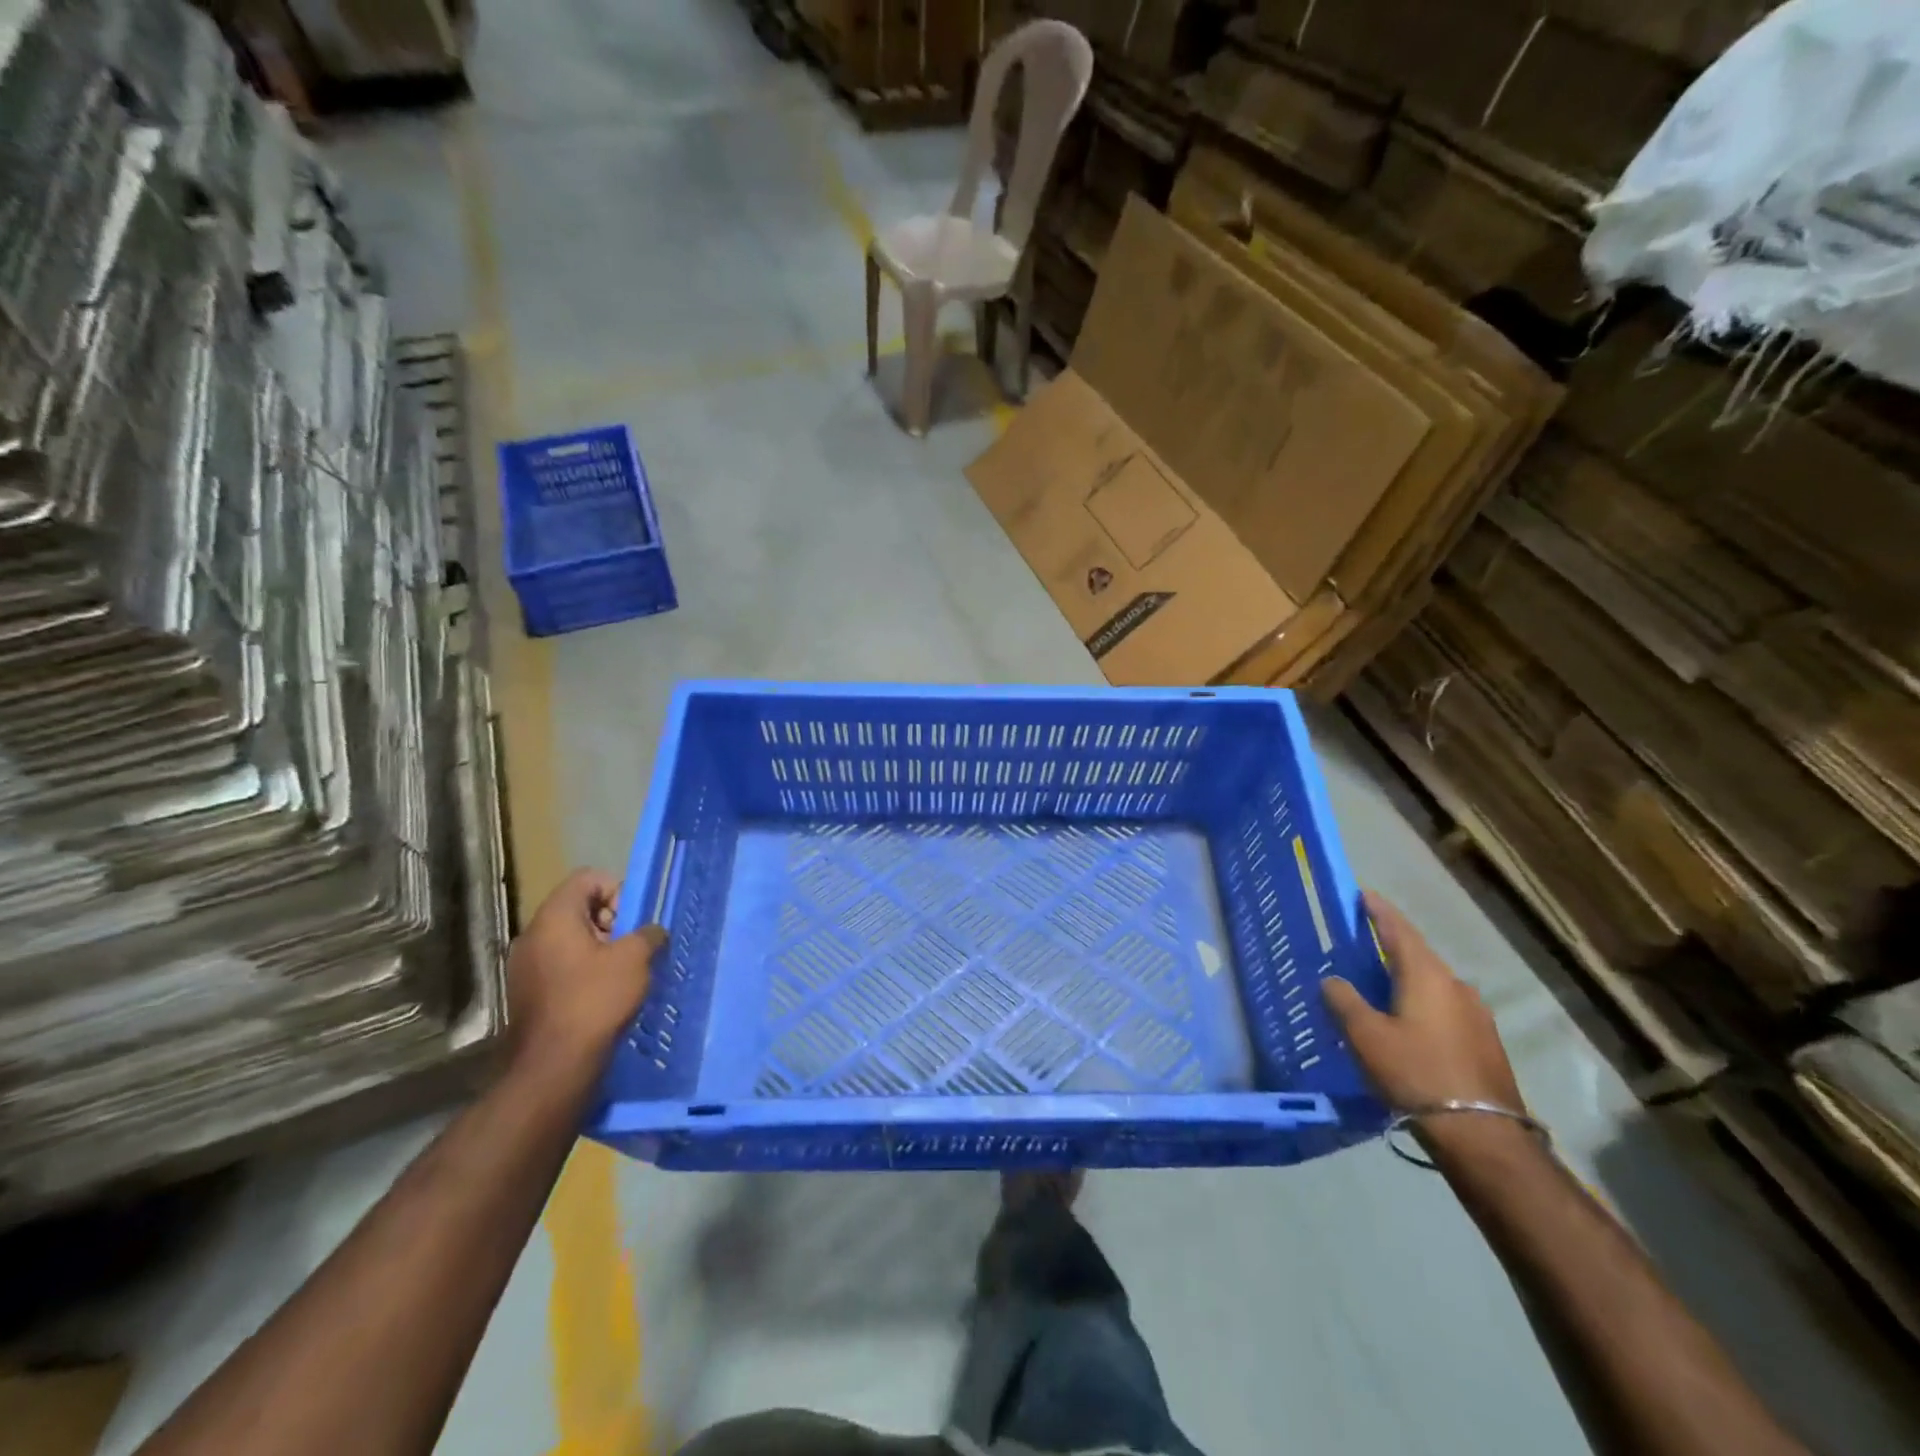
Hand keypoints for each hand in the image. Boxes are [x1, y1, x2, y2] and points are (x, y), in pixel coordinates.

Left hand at [507, 869, 665, 1080]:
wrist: (553, 1066)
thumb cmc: (595, 1000)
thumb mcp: (635, 959)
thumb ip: (648, 934)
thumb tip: (652, 931)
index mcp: (554, 917)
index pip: (587, 878)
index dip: (617, 889)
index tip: (633, 919)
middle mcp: (532, 935)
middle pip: (578, 908)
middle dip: (611, 920)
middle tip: (633, 946)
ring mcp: (524, 966)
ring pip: (569, 939)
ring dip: (599, 948)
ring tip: (623, 973)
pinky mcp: (526, 994)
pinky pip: (560, 965)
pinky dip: (584, 970)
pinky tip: (604, 994)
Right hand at [1322, 891, 1524, 1119]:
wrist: (1482, 1135)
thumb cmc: (1416, 1073)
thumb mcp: (1365, 1036)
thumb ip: (1343, 1001)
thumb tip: (1332, 980)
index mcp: (1426, 975)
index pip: (1399, 929)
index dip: (1378, 911)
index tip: (1362, 894)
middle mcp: (1456, 985)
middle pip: (1417, 955)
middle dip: (1389, 945)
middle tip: (1360, 942)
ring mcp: (1476, 1015)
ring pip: (1431, 984)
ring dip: (1404, 978)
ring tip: (1378, 986)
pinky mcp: (1484, 1042)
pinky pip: (1444, 1008)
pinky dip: (1420, 1003)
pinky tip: (1405, 1022)